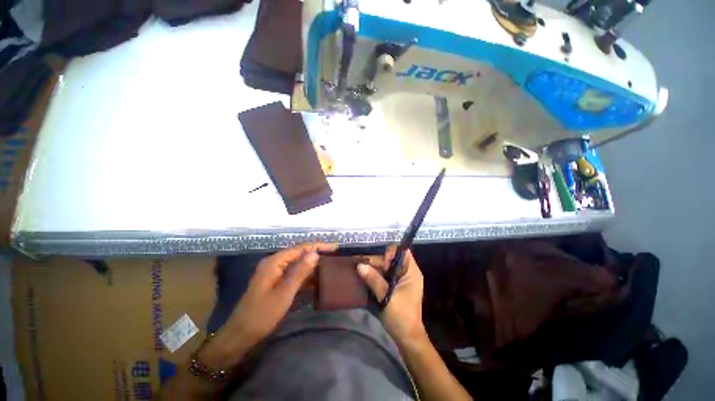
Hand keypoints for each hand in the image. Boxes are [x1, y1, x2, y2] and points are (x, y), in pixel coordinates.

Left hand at [199, 242, 337, 369]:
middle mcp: (274, 263)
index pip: (300, 248)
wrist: (240, 336)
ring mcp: (274, 273)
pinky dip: (305, 275)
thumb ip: (300, 272)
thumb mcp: (284, 293)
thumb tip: (315, 253)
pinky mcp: (276, 282)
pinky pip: (294, 274)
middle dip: (316, 254)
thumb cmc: (262, 315)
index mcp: (274, 262)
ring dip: (312, 265)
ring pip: (297, 264)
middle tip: (334, 256)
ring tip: (329, 265)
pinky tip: (317, 279)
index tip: (334, 247)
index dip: (318, 246)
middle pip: (299, 254)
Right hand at [356, 246, 425, 344]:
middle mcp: (406, 272)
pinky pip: (384, 275)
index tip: (379, 260)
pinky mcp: (393, 286)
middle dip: (378, 261)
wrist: (406, 338)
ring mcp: (400, 279)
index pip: (403, 252)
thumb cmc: (401, 317)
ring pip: (386, 266)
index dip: (391, 252)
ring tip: (361, 269)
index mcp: (411, 272)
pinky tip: (365, 276)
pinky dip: (375, 274)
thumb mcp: (387, 297)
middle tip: (364, 265)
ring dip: (374, 268)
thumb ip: (374, 280)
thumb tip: (360, 265)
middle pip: (392, 258)